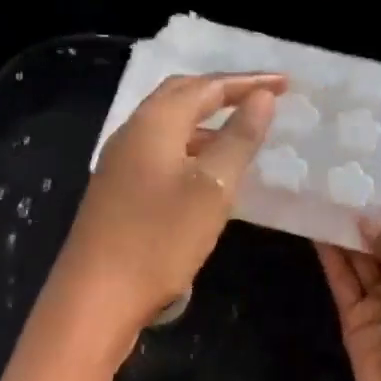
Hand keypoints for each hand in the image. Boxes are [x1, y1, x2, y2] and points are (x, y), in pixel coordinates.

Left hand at [45, 72, 284, 357]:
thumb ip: (239, 137)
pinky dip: (191, 143)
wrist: (94, 299)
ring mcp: (121, 159)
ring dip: (206, 118)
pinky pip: (161, 147)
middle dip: (223, 90)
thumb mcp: (212, 187)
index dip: (248, 82)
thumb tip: (262, 98)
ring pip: (169, 122)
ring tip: (242, 127)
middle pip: (182, 94)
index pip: (207, 86)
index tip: (285, 83)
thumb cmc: (159, 239)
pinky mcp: (119, 186)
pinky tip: (209, 167)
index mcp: (155, 122)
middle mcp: (133, 130)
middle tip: (261, 96)